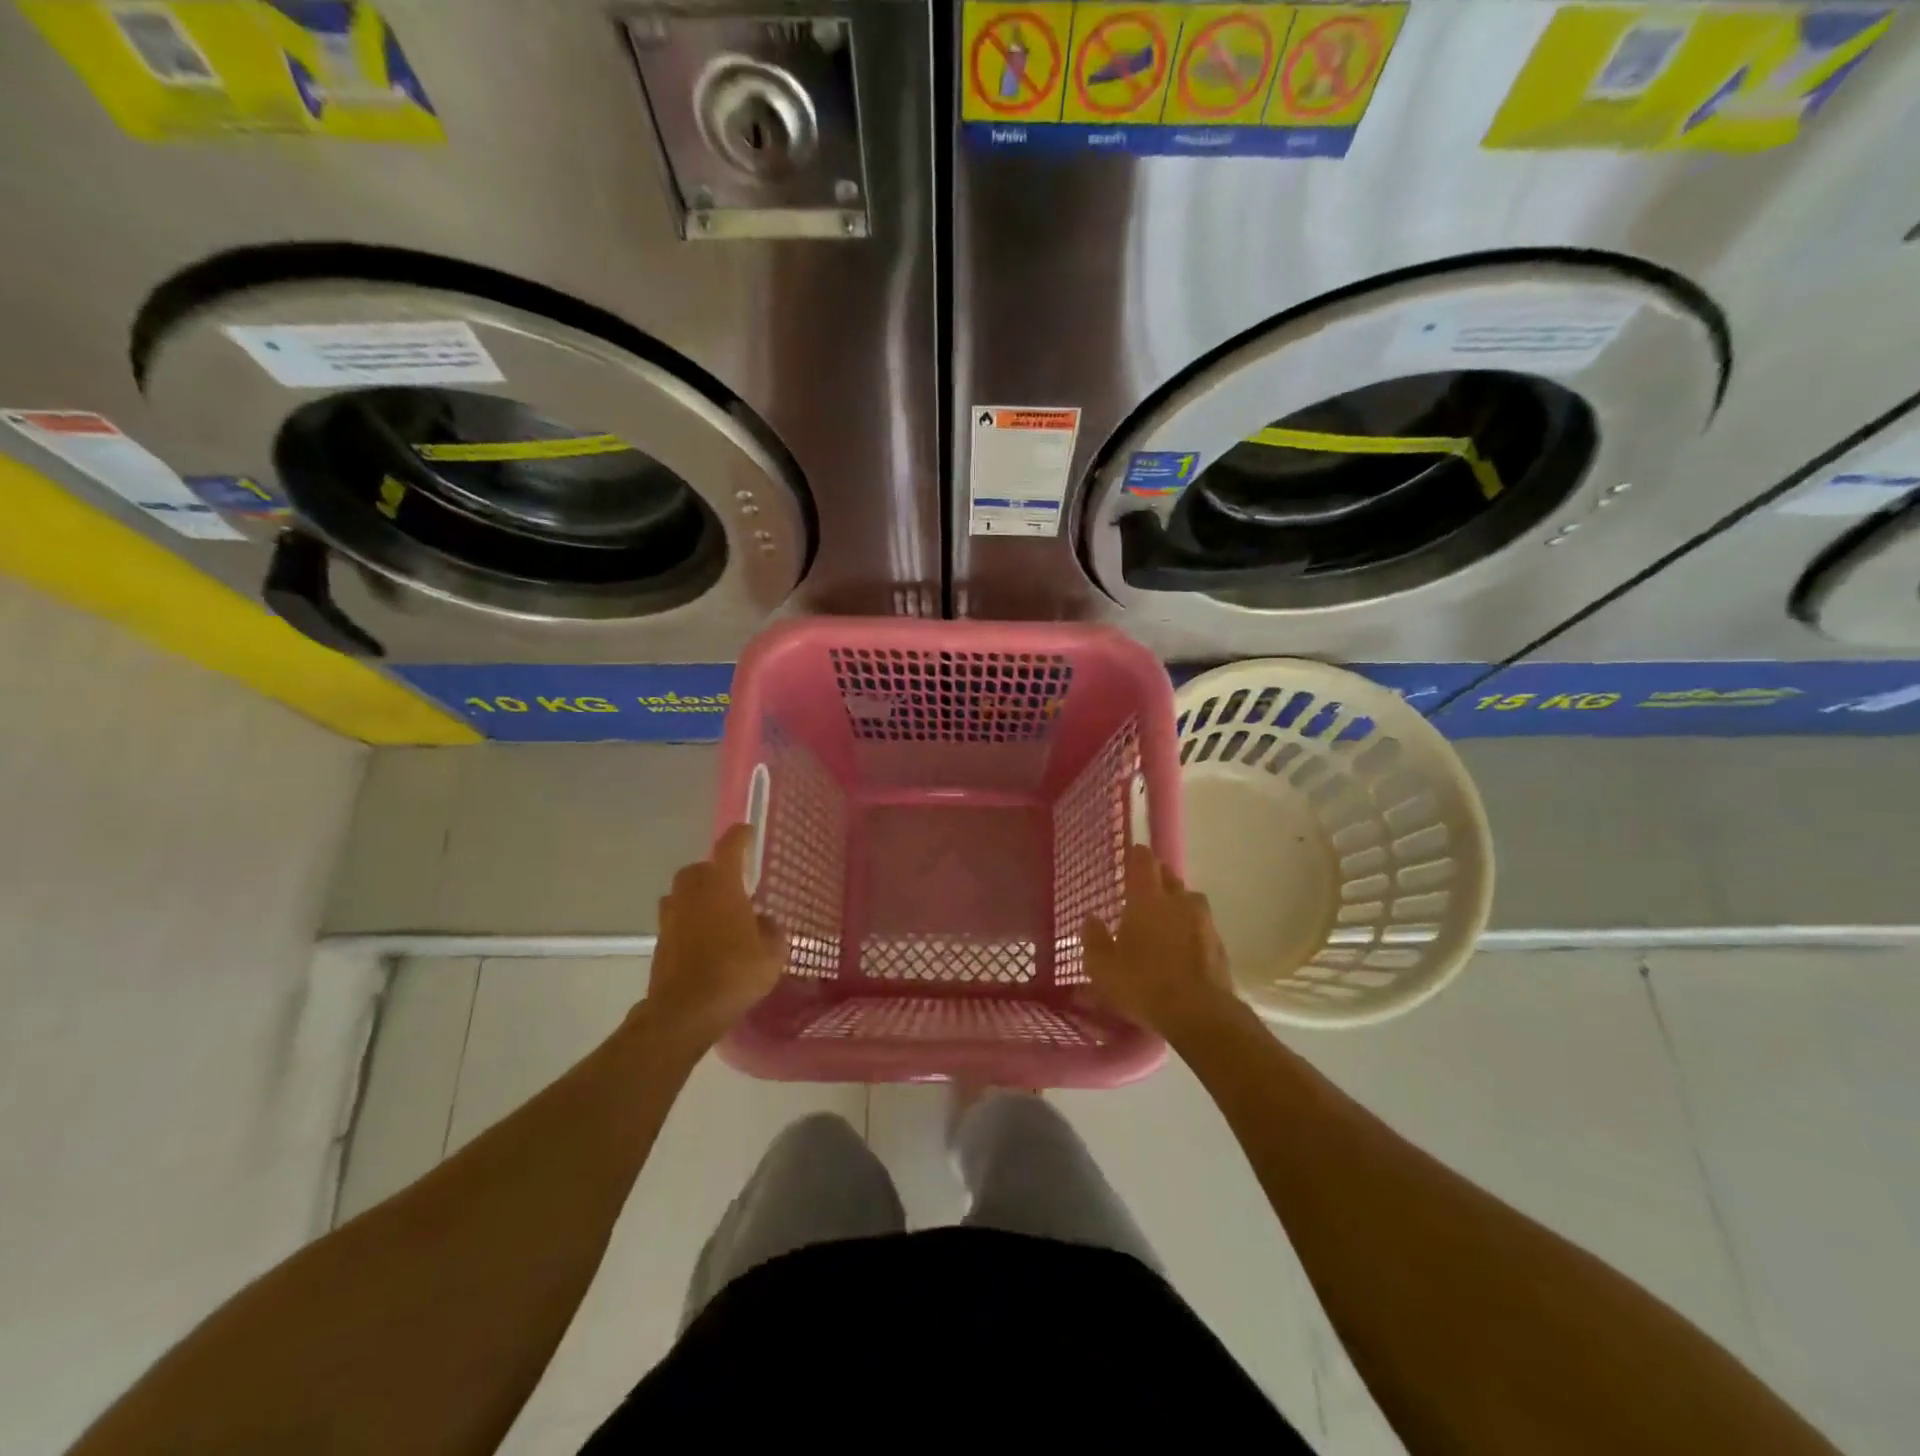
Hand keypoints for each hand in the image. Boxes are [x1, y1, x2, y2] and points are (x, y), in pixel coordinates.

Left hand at [639, 824, 786, 1049]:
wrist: (686, 1010)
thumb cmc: (736, 972)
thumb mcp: (772, 953)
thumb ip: (771, 931)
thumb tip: (764, 922)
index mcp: (722, 885)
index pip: (729, 847)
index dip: (739, 837)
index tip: (747, 831)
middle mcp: (692, 893)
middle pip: (699, 869)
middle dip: (714, 871)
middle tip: (733, 884)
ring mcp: (671, 917)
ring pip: (683, 894)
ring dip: (697, 897)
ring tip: (717, 913)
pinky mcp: (660, 942)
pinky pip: (676, 920)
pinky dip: (689, 923)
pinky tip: (705, 941)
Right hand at [1083, 844, 1238, 1038]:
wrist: (1201, 1015)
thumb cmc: (1143, 984)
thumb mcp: (1103, 968)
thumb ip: (1093, 939)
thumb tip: (1091, 919)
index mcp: (1148, 898)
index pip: (1144, 860)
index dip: (1136, 855)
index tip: (1128, 857)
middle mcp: (1179, 900)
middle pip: (1169, 876)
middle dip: (1156, 879)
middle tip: (1140, 893)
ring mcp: (1204, 922)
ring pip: (1188, 901)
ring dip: (1175, 905)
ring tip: (1162, 922)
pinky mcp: (1219, 944)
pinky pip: (1201, 926)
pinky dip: (1190, 930)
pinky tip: (1180, 949)